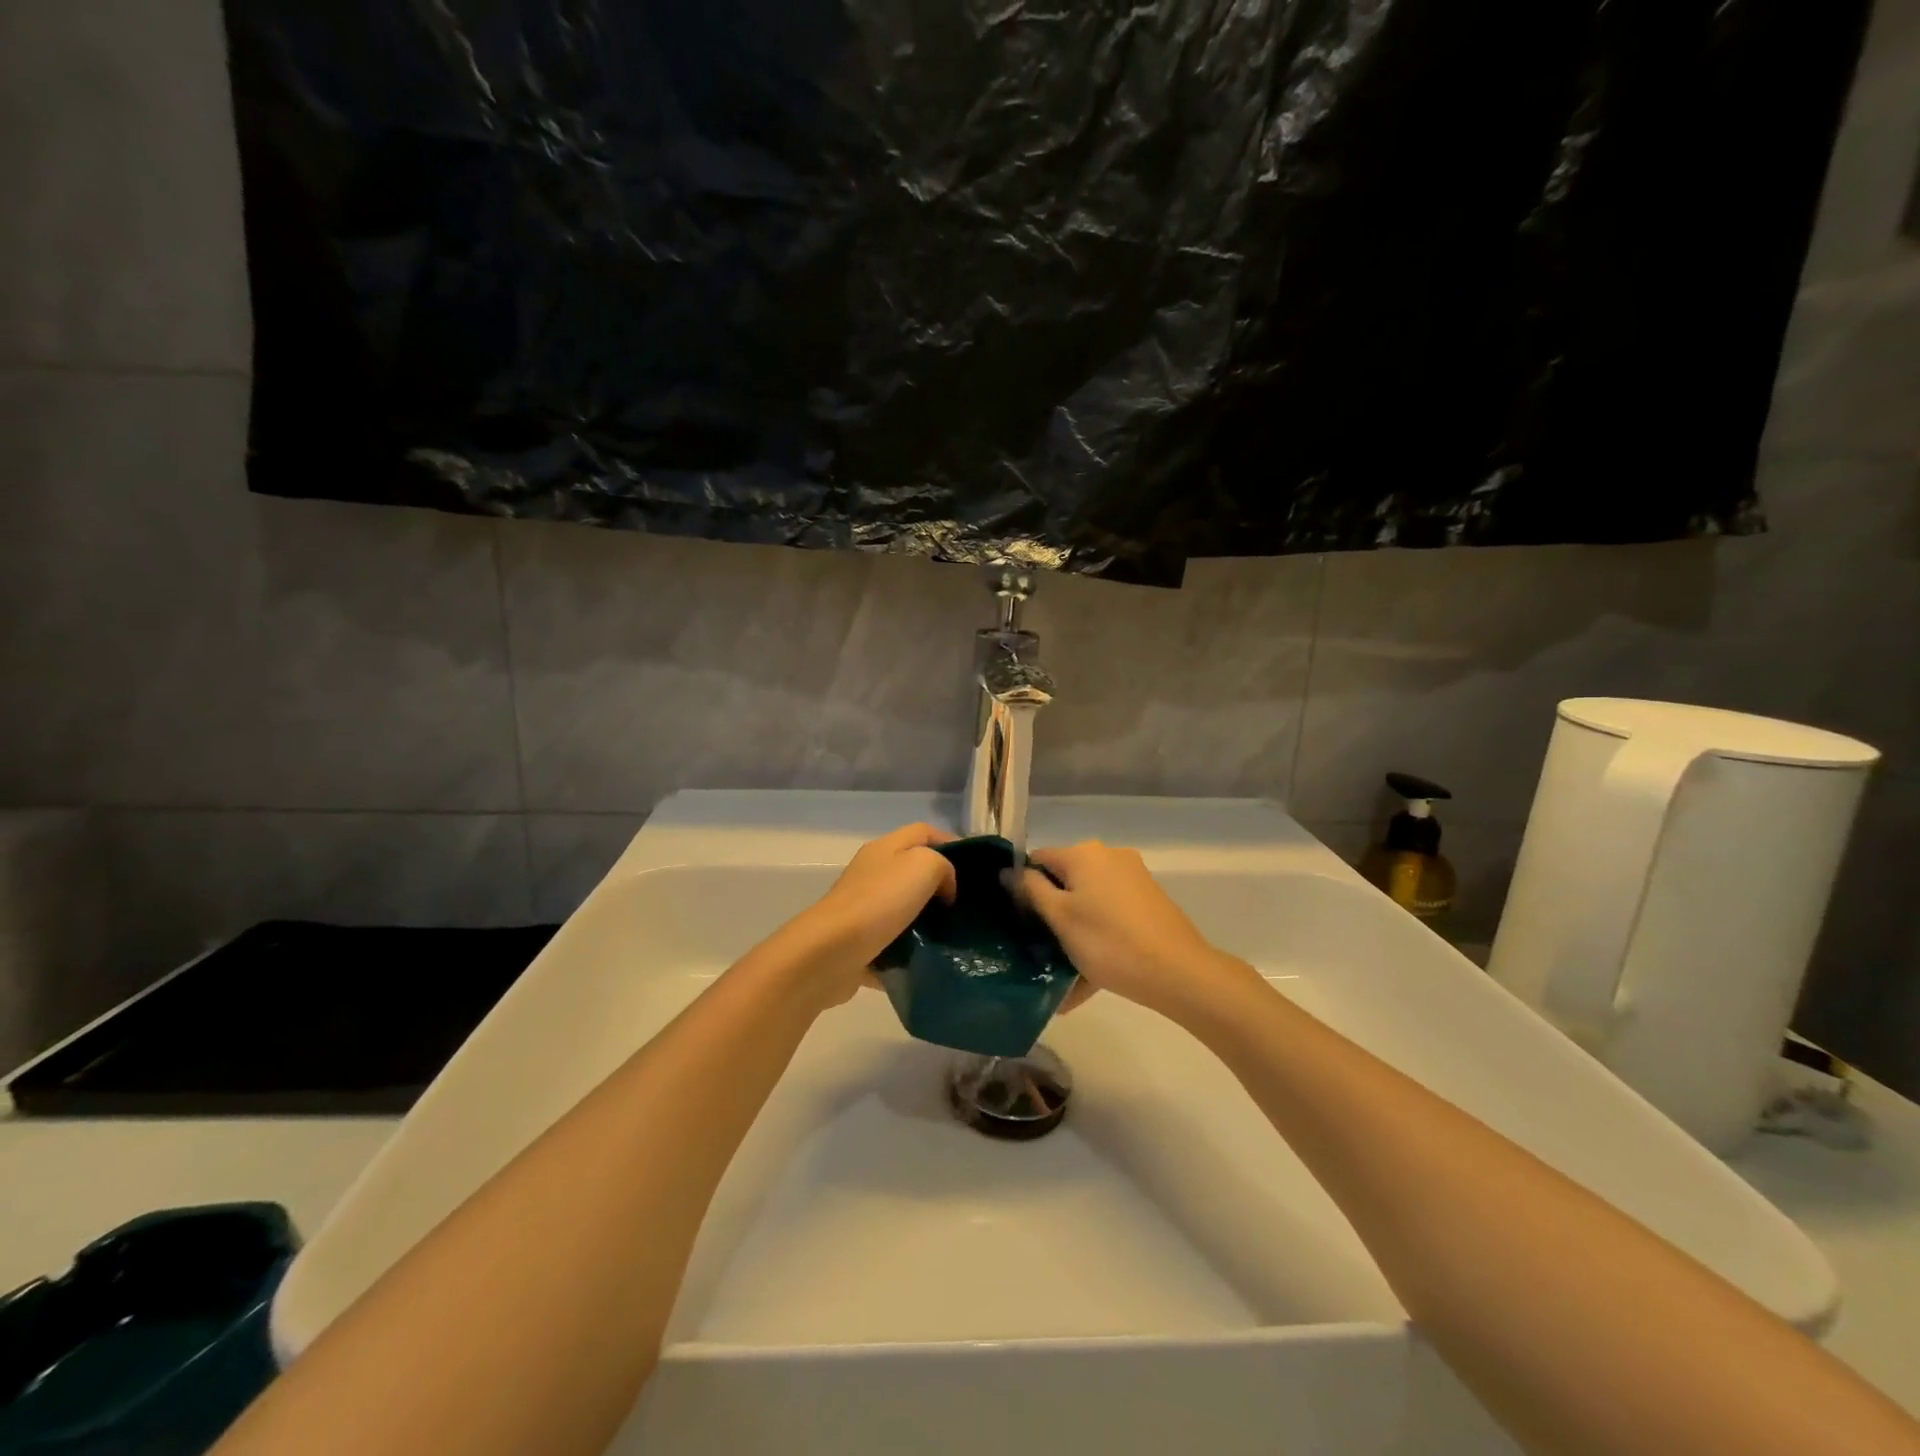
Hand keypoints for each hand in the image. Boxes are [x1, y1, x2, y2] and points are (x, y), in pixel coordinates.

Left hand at [784, 823, 957, 1004]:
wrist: (829, 953)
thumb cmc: (879, 901)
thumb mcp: (923, 866)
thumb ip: (943, 866)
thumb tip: (944, 888)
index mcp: (885, 848)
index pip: (924, 832)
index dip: (951, 844)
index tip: (975, 871)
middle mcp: (872, 873)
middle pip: (913, 870)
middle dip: (941, 886)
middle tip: (967, 907)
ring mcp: (862, 909)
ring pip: (904, 909)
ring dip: (926, 922)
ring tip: (953, 937)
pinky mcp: (859, 943)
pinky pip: (892, 944)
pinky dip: (909, 952)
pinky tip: (928, 962)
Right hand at [1021, 841, 1256, 1018]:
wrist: (1177, 972)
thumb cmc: (1108, 942)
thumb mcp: (1060, 917)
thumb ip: (1031, 889)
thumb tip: (1008, 870)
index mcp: (1083, 853)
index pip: (1038, 859)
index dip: (1023, 886)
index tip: (1019, 920)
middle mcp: (1109, 856)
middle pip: (1065, 880)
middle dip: (1051, 912)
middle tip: (1040, 948)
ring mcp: (1133, 877)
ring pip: (1089, 901)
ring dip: (1074, 930)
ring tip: (1063, 973)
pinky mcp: (1148, 900)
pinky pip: (1110, 914)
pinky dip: (1097, 937)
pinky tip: (1088, 978)